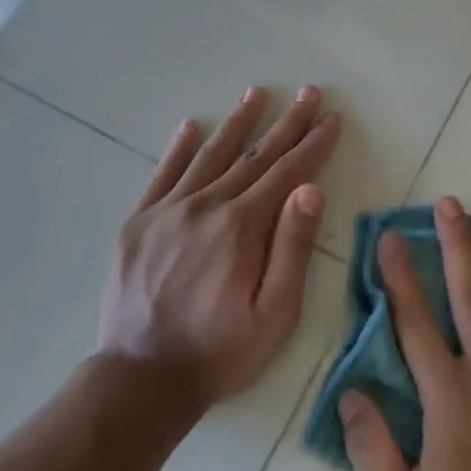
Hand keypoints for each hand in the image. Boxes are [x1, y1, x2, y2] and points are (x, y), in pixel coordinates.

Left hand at [99, 85, 341, 403]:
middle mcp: (206, 206)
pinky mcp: (138, 222)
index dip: (313, 144)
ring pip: (210, 155)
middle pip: (254, 156)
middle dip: (286, 123)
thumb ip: (292, 248)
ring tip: (257, 93)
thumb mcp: (275, 313)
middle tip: (307, 92)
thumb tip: (310, 189)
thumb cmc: (220, 351)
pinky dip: (179, 148)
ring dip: (237, 123)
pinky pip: (162, 174)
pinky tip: (192, 126)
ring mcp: (167, 211)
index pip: (287, 172)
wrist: (141, 378)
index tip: (331, 118)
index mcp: (242, 227)